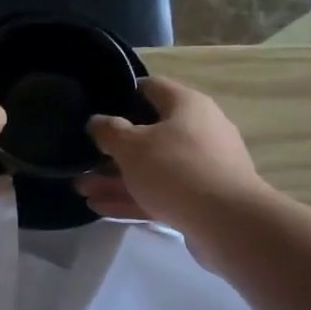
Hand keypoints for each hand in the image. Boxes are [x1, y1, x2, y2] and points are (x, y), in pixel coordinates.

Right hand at [75, 77, 265, 236]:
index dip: (123, 94)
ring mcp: (202, 167)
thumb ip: (108, 131)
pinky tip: (101, 208)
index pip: (152, 87)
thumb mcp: (131, 145)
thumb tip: (97, 122)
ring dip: (116, 178)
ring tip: (82, 189)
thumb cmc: (176, 169)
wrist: (228, 222)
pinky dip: (133, 198)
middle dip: (113, 149)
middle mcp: (199, 130)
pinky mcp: (201, 199)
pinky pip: (161, 193)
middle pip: (149, 133)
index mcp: (187, 105)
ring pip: (152, 168)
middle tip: (84, 159)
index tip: (98, 107)